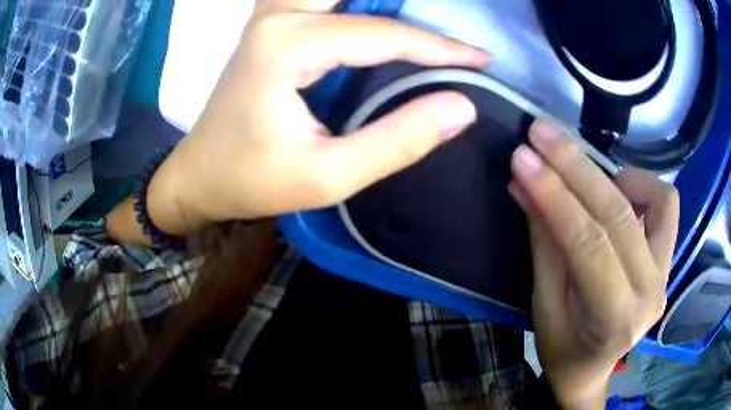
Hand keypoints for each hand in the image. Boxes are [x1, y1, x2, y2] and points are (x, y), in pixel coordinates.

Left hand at [147, 0, 487, 234]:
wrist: (199, 175)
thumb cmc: (252, 181)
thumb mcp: (328, 176)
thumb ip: (398, 139)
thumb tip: (460, 106)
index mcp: (289, 45)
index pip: (384, 35)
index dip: (440, 48)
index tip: (481, 59)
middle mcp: (279, 15)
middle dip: (411, 11)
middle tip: (451, 38)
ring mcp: (271, 13)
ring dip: (382, 2)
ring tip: (416, 26)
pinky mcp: (270, 22)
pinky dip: (355, 5)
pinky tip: (375, 17)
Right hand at [508, 120, 678, 408]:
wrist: (593, 368)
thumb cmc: (563, 347)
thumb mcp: (543, 303)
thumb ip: (543, 241)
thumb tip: (524, 182)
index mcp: (613, 318)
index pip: (588, 244)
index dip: (554, 195)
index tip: (523, 157)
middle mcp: (650, 292)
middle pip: (619, 215)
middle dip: (577, 167)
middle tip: (541, 133)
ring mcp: (666, 272)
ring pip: (655, 201)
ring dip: (615, 174)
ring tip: (583, 171)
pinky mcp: (669, 258)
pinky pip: (666, 206)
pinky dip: (642, 186)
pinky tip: (618, 190)